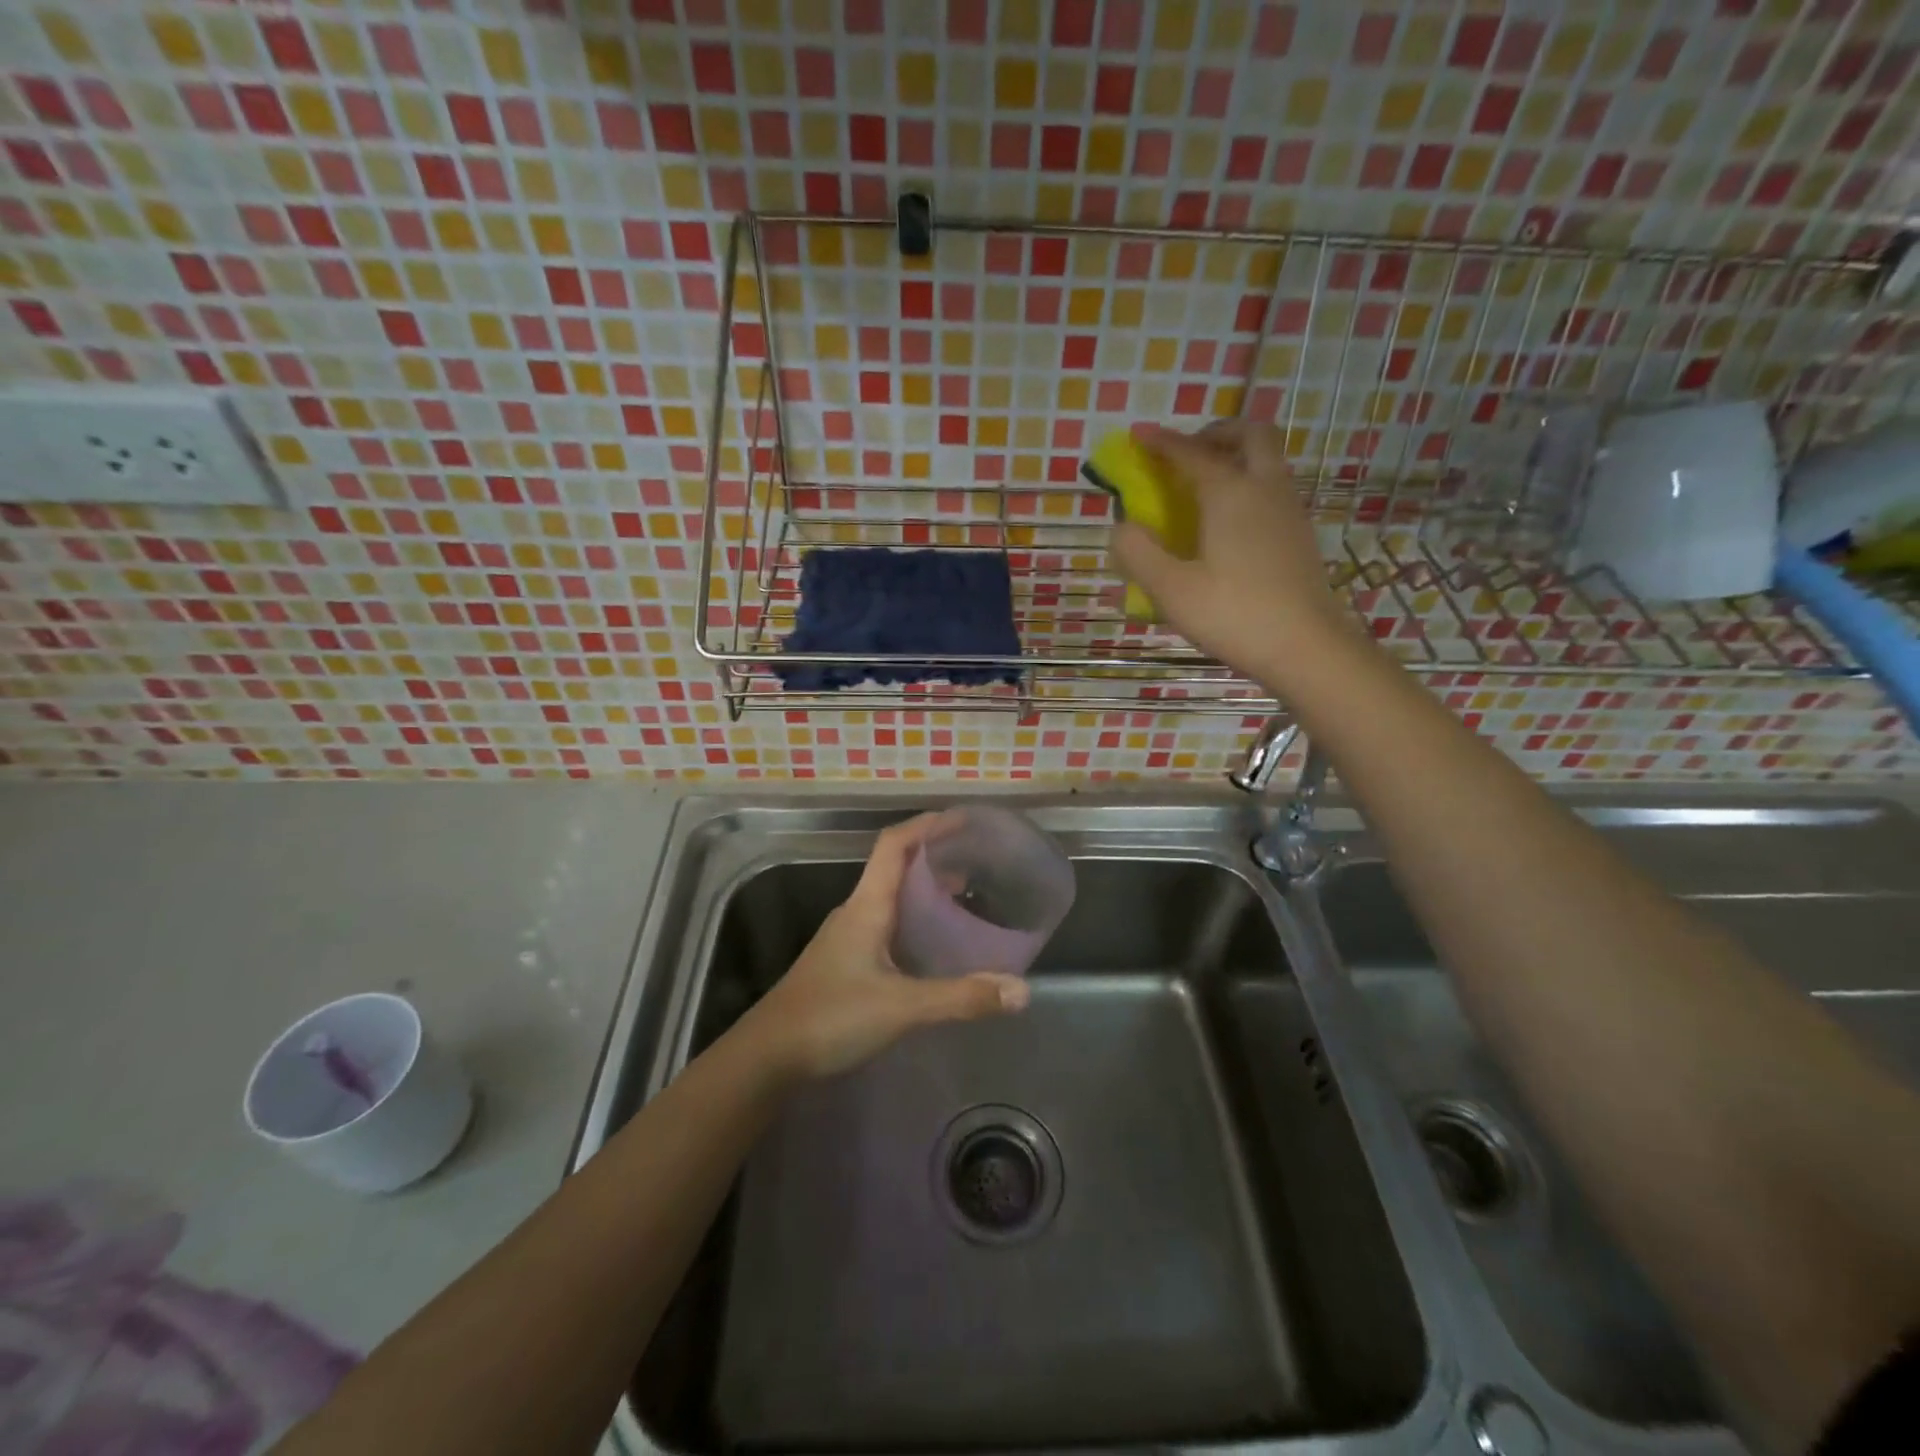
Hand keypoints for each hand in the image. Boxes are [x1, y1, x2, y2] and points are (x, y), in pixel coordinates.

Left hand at [738, 813, 1030, 1080]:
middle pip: (897, 866)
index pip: (894, 844)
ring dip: (927, 889)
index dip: (927, 825)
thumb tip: (1021, 991)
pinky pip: (889, 925)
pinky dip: (917, 920)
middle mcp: (857, 912)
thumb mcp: (901, 1007)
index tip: (964, 819)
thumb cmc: (830, 1017)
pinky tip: (937, 944)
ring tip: (967, 895)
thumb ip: (960, 998)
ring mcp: (849, 937)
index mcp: (866, 905)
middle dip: (936, 856)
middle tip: (979, 860)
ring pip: (893, 897)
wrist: (768, 1057)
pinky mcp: (848, 962)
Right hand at [1112, 422, 1353, 681]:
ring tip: (1203, 487)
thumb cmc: (1234, 616)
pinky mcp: (1299, 536)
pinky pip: (1273, 489)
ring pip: (1267, 461)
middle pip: (1250, 435)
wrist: (1307, 648)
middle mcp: (1265, 489)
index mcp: (1230, 494)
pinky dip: (1248, 485)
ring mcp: (1289, 511)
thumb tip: (1122, 527)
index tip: (1140, 435)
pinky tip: (1229, 523)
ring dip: (1236, 457)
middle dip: (1216, 433)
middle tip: (1188, 453)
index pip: (1192, 453)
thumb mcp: (1171, 590)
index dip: (1163, 442)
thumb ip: (1139, 553)